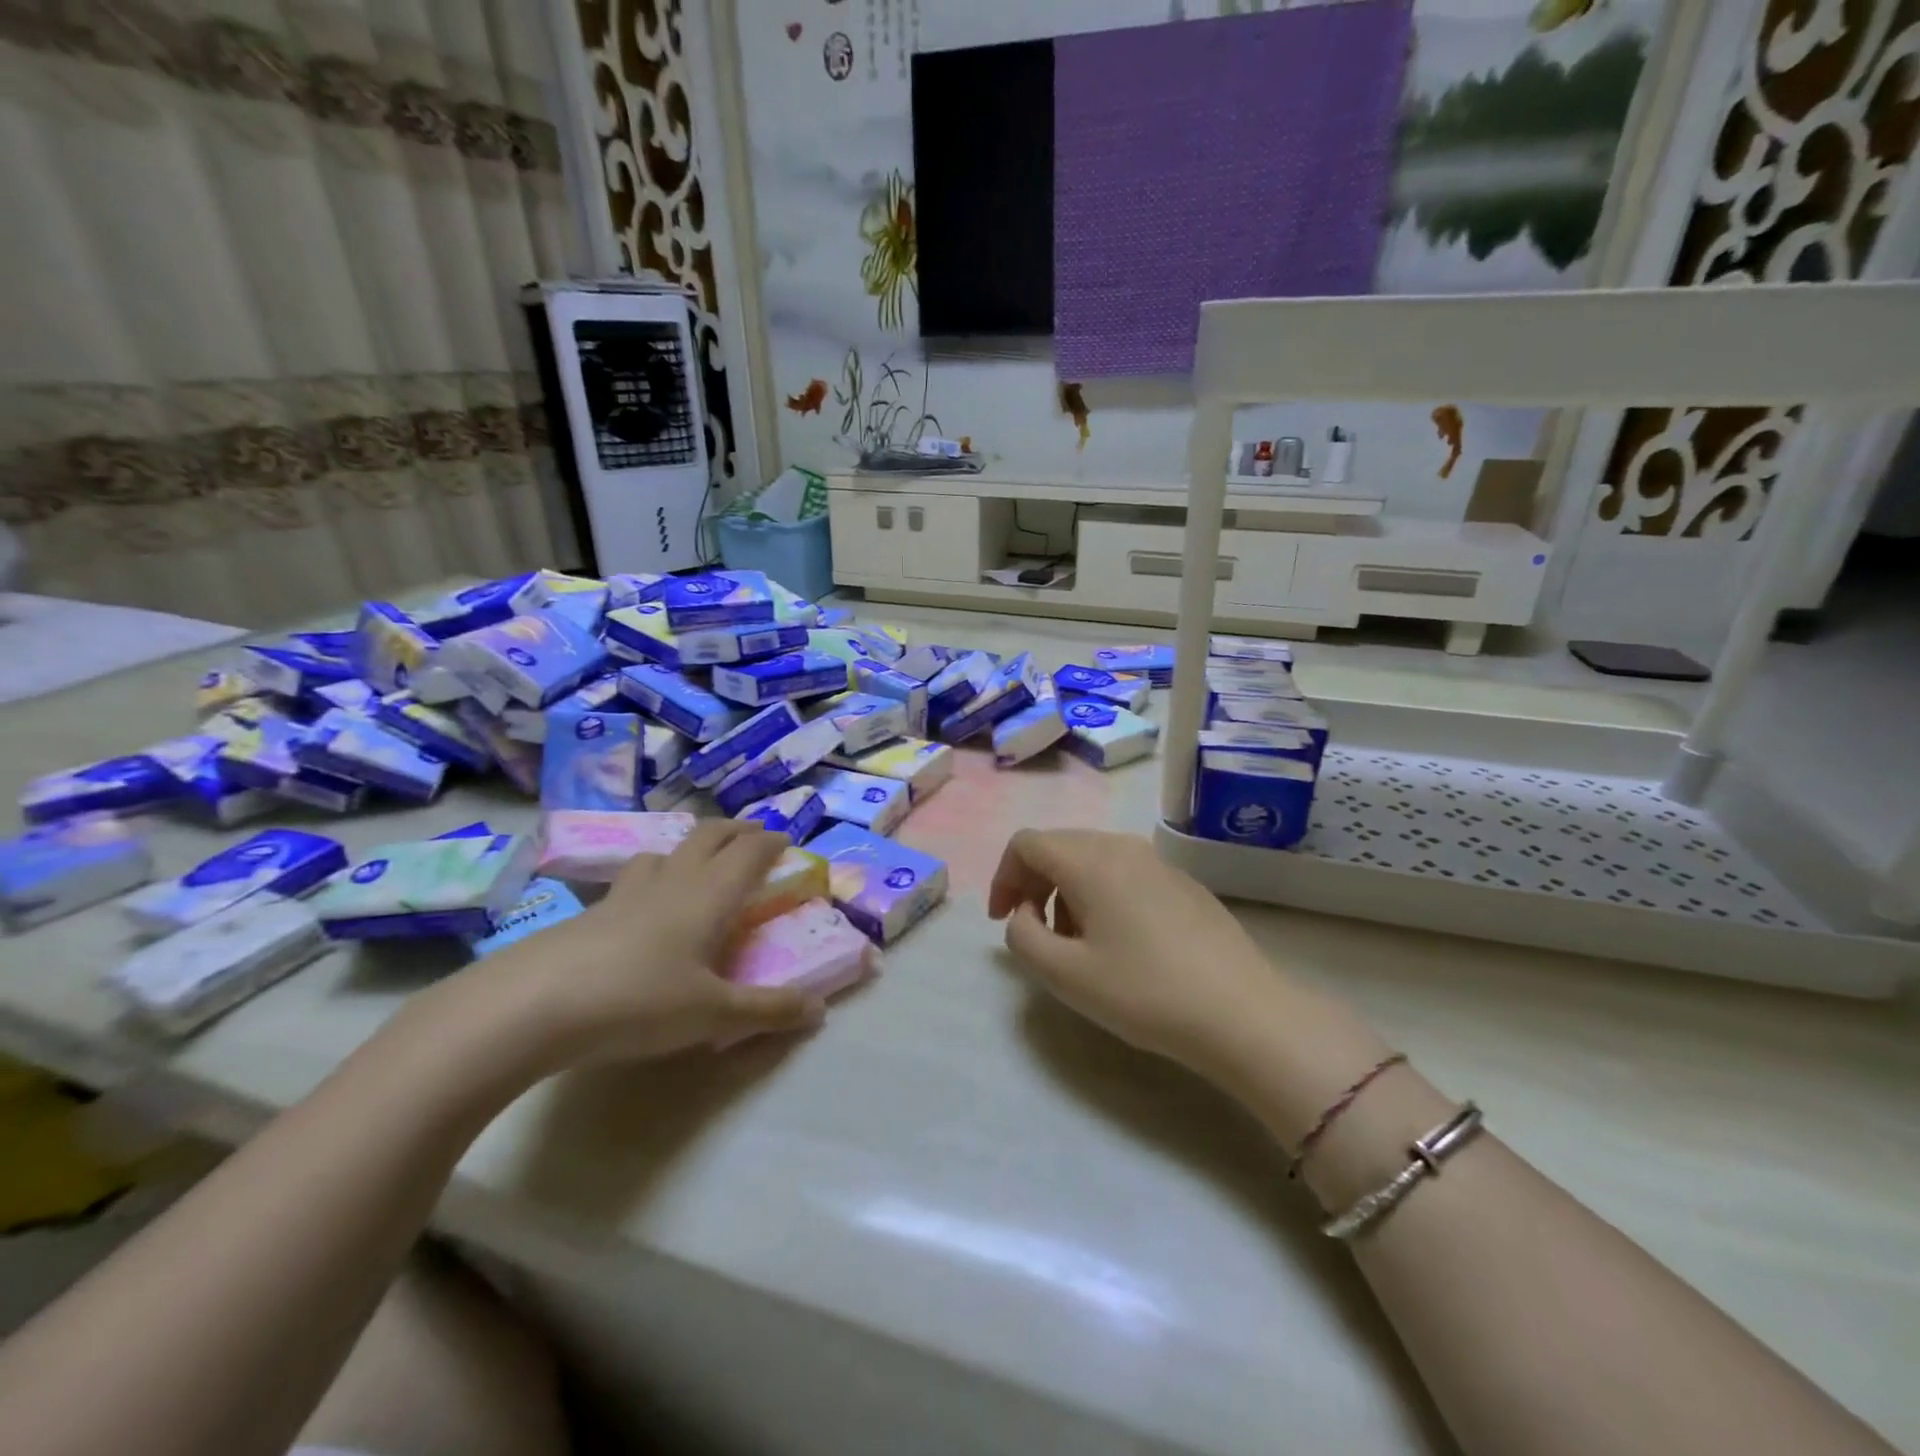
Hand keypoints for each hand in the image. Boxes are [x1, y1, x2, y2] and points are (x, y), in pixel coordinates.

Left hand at [476, 821, 823, 1072]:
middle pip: (708, 836)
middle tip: (752, 836)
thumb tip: (819, 1011)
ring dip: (689, 848)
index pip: (748, 852)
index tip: (786, 840)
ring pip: (665, 851)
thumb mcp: (713, 1014)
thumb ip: (767, 1011)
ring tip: (697, 863)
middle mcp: (671, 882)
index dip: (770, 841)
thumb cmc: (639, 1000)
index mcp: (709, 894)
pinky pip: (633, 879)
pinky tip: (643, 909)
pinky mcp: (590, 913)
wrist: (532, 1005)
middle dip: (735, 830)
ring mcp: (626, 893)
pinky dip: (653, 877)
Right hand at [987, 829, 1298, 1082]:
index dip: (1003, 877)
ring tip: (1078, 944)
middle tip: (1036, 934)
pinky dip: (1102, 895)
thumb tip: (1022, 913)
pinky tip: (1121, 943)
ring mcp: (1158, 862)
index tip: (1004, 921)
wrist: (1243, 1013)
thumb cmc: (1145, 992)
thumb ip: (1022, 936)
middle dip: (1034, 884)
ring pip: (1092, 859)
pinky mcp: (1183, 883)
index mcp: (1089, 860)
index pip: (1026, 844)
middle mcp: (1122, 847)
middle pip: (1059, 846)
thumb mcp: (1065, 975)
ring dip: (1068, 892)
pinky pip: (1125, 873)